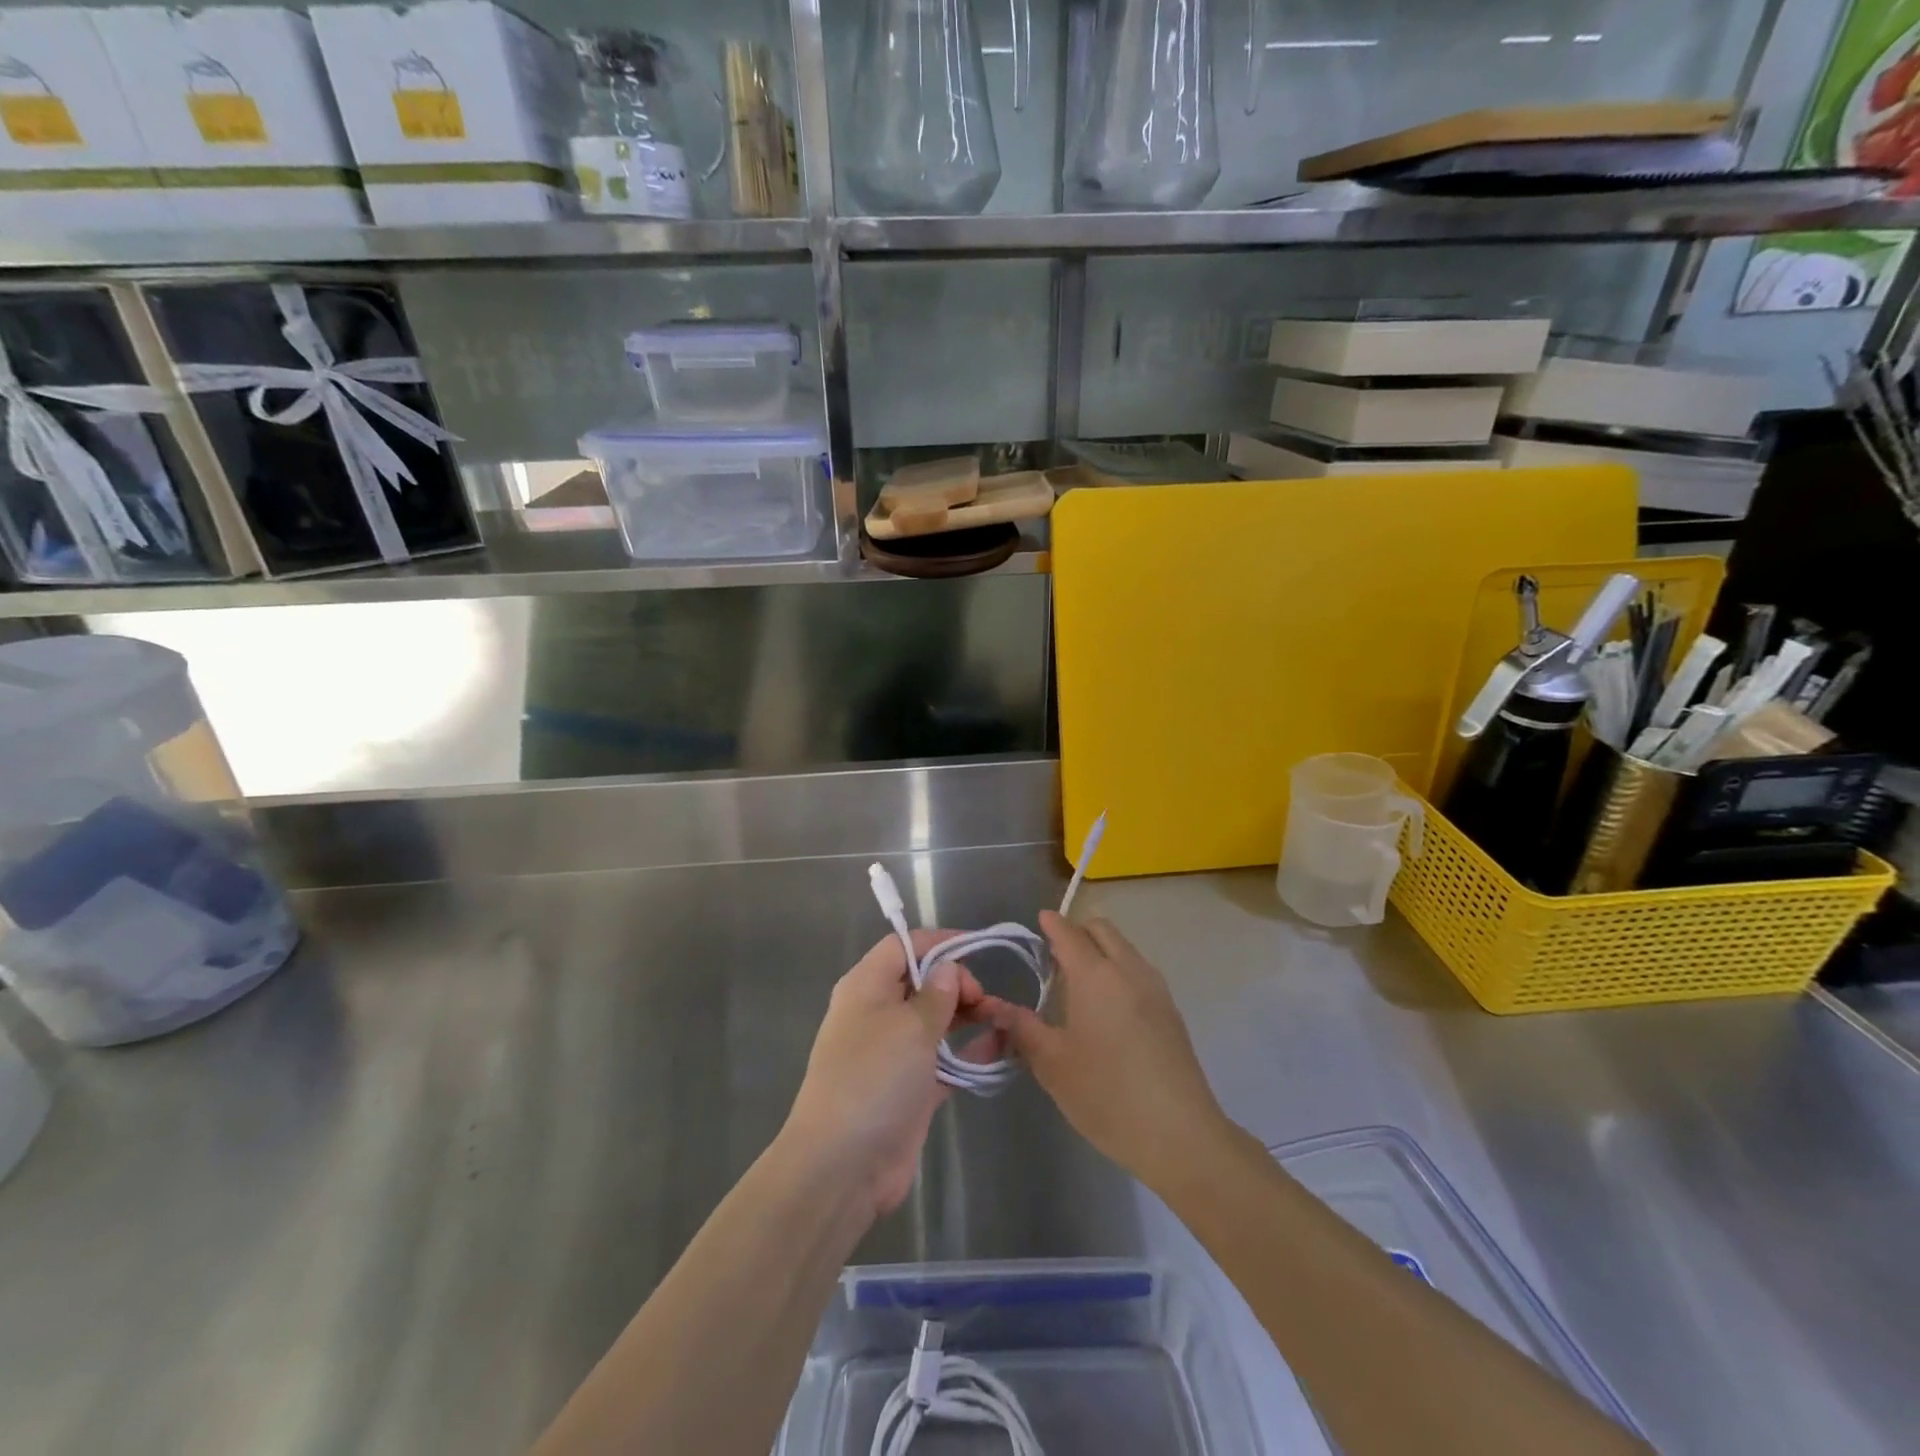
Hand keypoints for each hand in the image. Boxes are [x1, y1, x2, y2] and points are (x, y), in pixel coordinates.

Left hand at [783, 931, 1001, 1221]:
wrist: (843, 1165)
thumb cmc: (874, 1077)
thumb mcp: (910, 1026)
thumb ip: (937, 994)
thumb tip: (948, 969)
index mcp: (866, 986)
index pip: (902, 947)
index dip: (938, 943)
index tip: (976, 949)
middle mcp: (876, 1013)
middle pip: (921, 981)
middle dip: (957, 982)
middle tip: (985, 999)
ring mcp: (892, 1053)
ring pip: (933, 1020)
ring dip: (966, 1016)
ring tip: (1001, 1018)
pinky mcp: (908, 1088)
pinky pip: (942, 1059)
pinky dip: (967, 1052)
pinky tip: (999, 1049)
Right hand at [983, 912, 1232, 1193]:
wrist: (1179, 1134)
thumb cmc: (1106, 1095)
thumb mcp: (1052, 1064)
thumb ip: (1023, 1029)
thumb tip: (997, 1008)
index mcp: (1095, 975)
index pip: (1069, 932)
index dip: (1051, 924)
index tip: (1038, 922)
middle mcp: (1128, 969)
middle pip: (1102, 929)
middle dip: (1077, 931)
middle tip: (1054, 955)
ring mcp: (1155, 988)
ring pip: (1124, 948)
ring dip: (1101, 950)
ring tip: (1078, 983)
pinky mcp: (1171, 1011)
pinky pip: (1139, 970)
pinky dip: (1119, 970)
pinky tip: (1107, 1007)